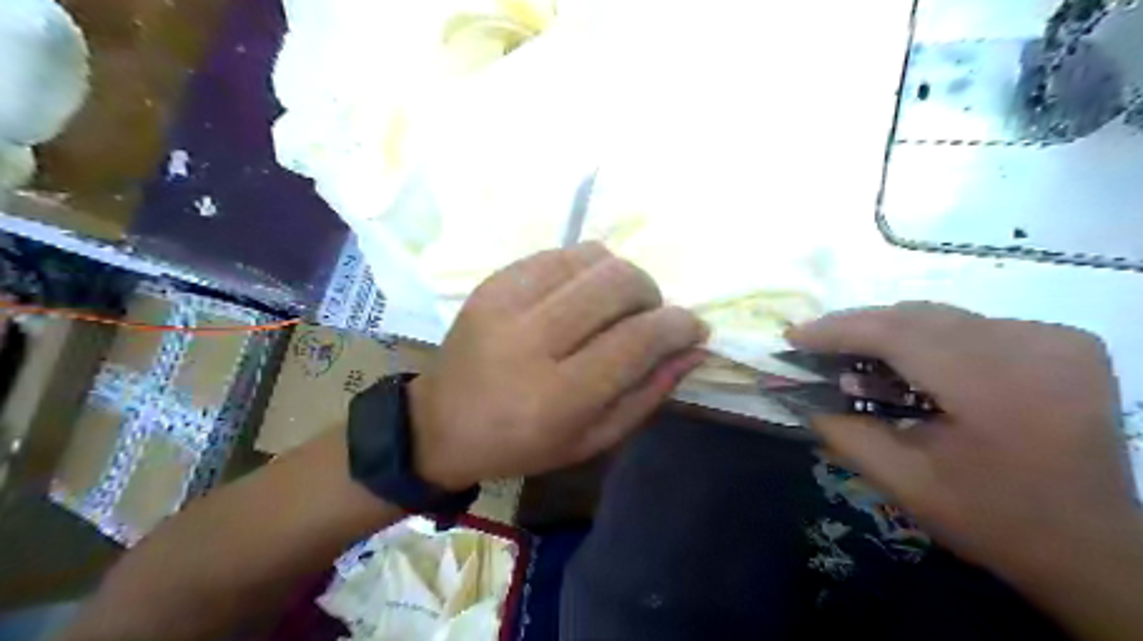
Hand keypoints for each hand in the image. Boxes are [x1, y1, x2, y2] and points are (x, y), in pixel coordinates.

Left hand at [407, 244, 711, 489]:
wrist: (442, 423)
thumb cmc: (523, 444)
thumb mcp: (593, 440)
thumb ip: (648, 393)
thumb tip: (694, 348)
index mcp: (558, 395)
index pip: (637, 339)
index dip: (677, 326)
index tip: (693, 327)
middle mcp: (531, 340)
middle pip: (617, 284)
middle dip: (651, 294)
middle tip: (650, 317)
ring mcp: (507, 303)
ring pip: (592, 258)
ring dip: (621, 277)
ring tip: (615, 305)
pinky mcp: (493, 282)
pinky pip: (560, 253)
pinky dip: (587, 268)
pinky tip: (582, 294)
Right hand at [792, 301, 1137, 580]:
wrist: (1096, 549)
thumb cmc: (995, 521)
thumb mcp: (905, 484)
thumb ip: (846, 433)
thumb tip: (802, 396)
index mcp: (995, 387)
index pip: (897, 333)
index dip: (837, 329)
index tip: (793, 335)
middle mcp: (1033, 346)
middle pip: (918, 317)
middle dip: (858, 328)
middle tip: (815, 345)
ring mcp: (1055, 339)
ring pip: (943, 317)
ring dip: (890, 333)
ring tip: (853, 357)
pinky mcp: (1064, 342)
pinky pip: (973, 326)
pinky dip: (930, 339)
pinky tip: (911, 366)